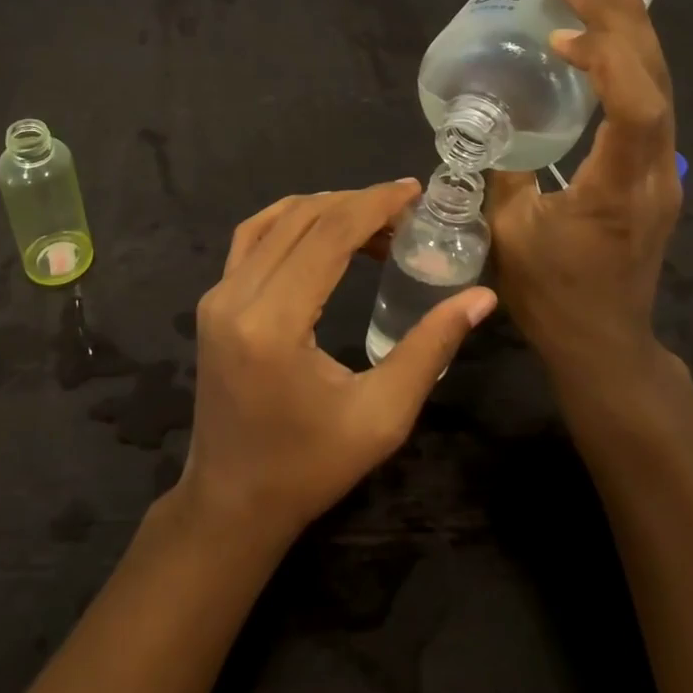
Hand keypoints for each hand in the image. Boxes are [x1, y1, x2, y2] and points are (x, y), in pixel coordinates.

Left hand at [176, 180, 495, 544]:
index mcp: (274, 324)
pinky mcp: (212, 301)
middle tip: (403, 211)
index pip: (328, 236)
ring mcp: (216, 295)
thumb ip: (430, 349)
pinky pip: (250, 239)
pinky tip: (321, 228)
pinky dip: (289, 221)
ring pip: (273, 221)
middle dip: (356, 204)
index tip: (413, 190)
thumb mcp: (381, 416)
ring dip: (324, 209)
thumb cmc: (310, 468)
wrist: (232, 501)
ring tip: (372, 218)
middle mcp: (236, 297)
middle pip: (302, 220)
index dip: (374, 204)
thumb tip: (480, 298)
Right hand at [487, 0, 682, 404]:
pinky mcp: (655, 176)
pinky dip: (632, 65)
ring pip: (661, 90)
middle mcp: (654, 174)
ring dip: (635, 34)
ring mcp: (662, 175)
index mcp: (618, 190)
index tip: (561, 30)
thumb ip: (498, 172)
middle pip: (655, 83)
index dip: (606, 59)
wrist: (604, 344)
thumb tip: (482, 123)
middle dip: (624, 20)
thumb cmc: (553, 296)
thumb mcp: (508, 235)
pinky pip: (652, 106)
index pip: (635, 110)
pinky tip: (614, 42)